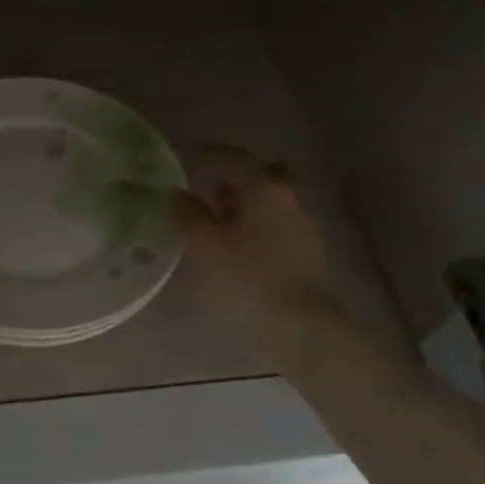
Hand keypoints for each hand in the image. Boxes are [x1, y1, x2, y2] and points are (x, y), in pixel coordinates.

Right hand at [170, 147, 348, 343]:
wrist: (302, 328)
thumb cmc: (247, 277)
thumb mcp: (204, 245)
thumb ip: (187, 215)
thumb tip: (177, 194)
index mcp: (264, 188)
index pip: (235, 159)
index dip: (210, 155)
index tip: (190, 156)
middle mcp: (288, 200)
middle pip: (262, 178)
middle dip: (236, 180)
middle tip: (209, 189)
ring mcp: (303, 229)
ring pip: (270, 205)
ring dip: (244, 207)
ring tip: (215, 224)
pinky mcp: (307, 257)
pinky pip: (275, 230)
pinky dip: (254, 230)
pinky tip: (236, 250)